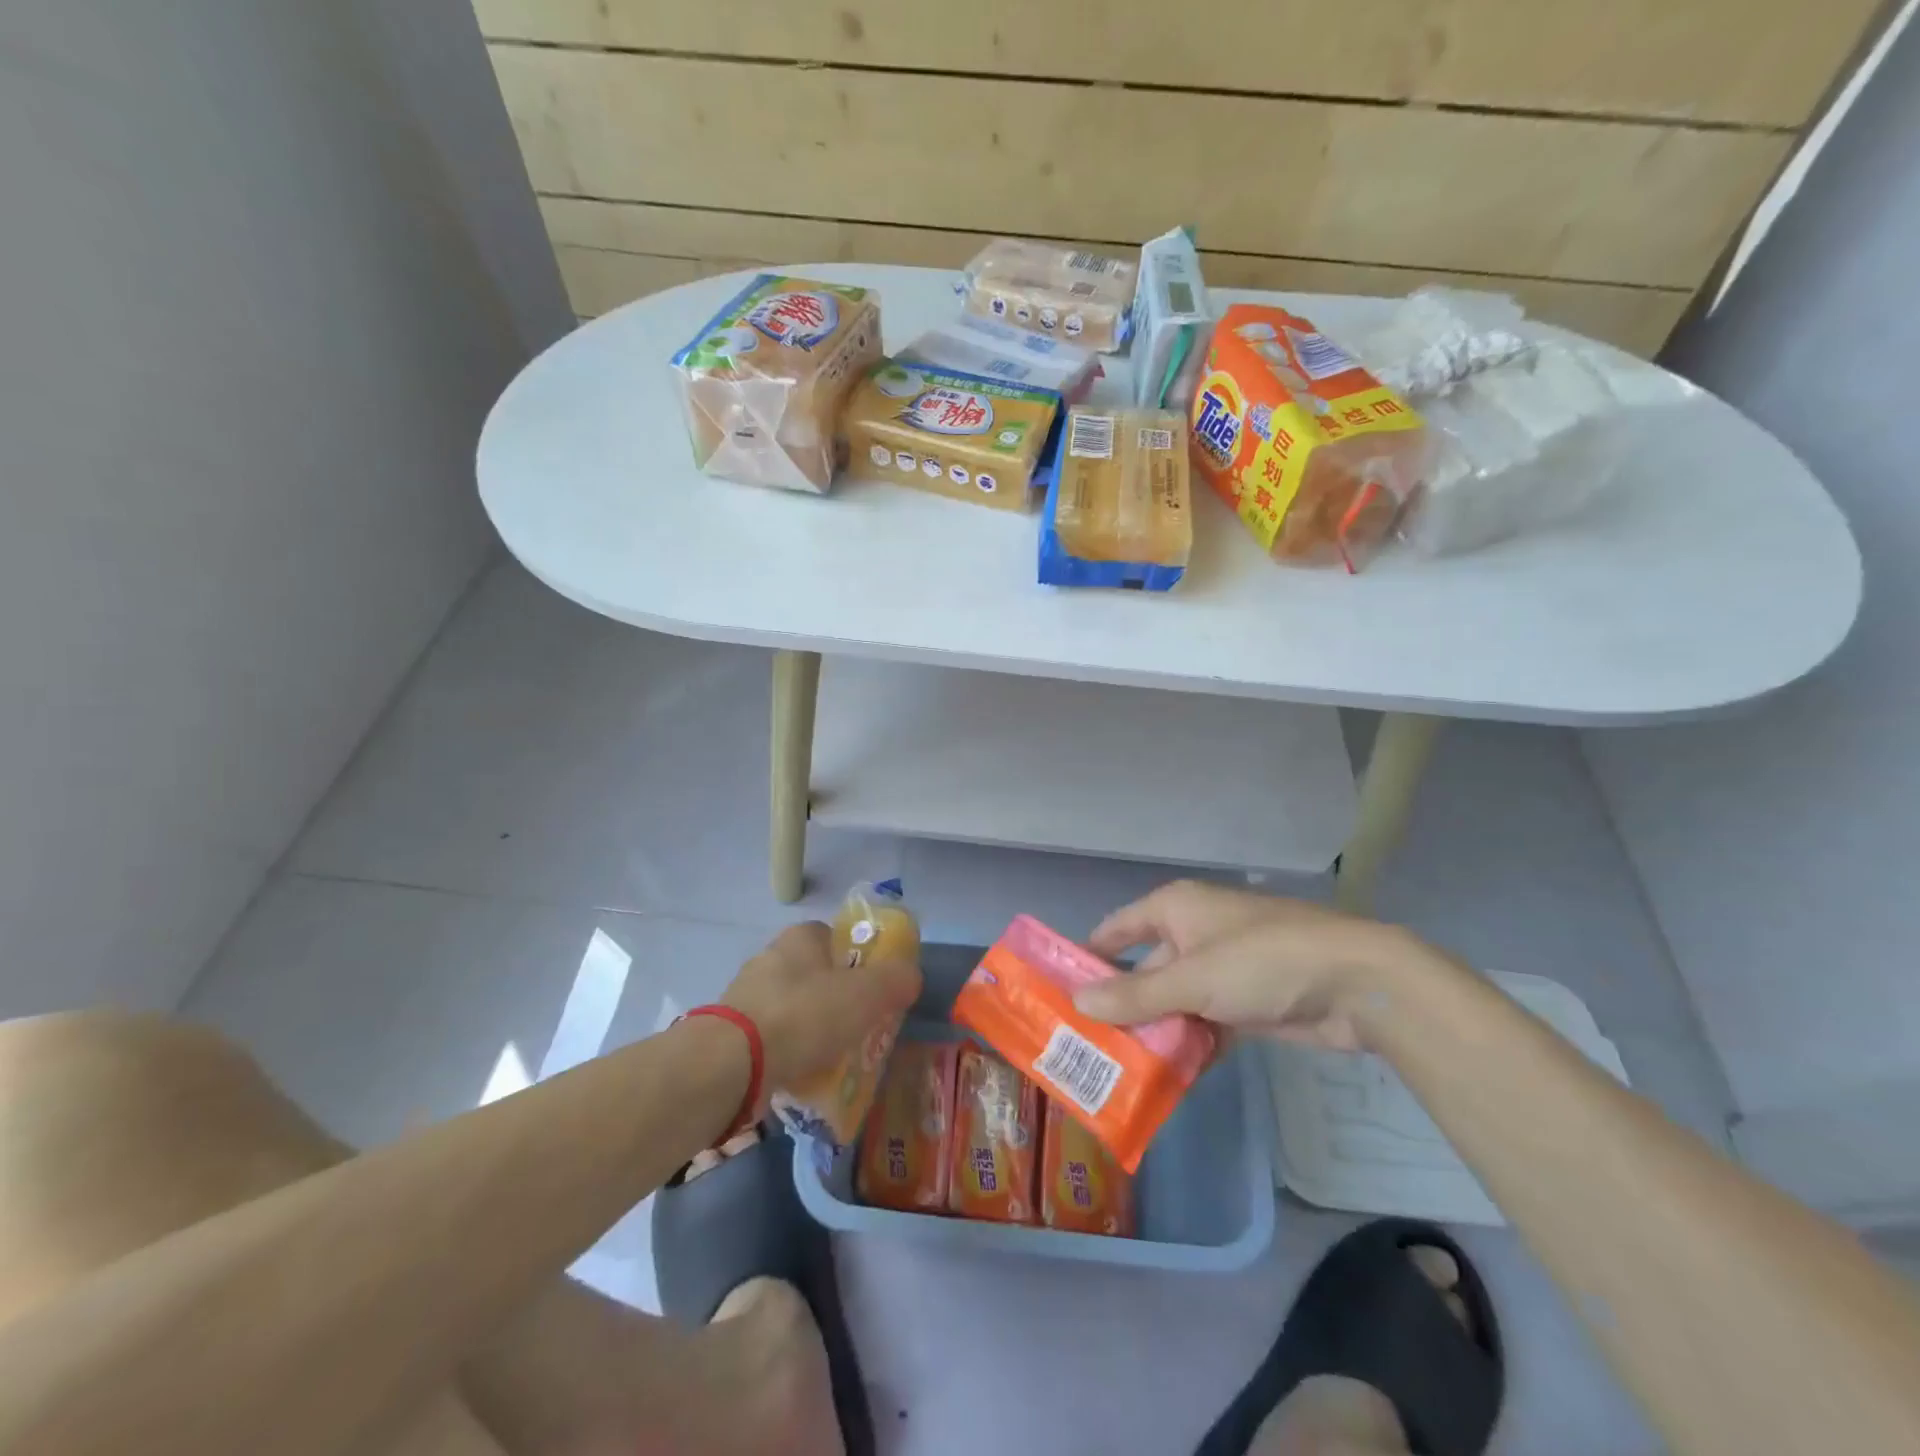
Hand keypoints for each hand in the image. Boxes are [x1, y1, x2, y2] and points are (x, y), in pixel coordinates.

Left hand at [721, 923, 920, 1092]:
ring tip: (835, 1060)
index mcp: (801, 936)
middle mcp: (771, 957)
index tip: (876, 991)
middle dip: (839, 1000)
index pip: (837, 938)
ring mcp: (747, 995)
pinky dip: (790, 1053)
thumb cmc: (804, 1015)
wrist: (730, 1064)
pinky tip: (803, 1075)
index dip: (861, 961)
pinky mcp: (731, 1032)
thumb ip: (896, 980)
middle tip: (861, 1029)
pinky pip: (773, 1039)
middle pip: (817, 975)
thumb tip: (911, 976)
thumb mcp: (866, 994)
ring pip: (795, 1008)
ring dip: (814, 1030)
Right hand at [1074, 881, 1418, 1051]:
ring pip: (1174, 1001)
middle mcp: (1194, 933)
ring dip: (1155, 1032)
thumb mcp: (1192, 979)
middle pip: (1144, 970)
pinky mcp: (1247, 1002)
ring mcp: (1222, 968)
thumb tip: (1078, 1002)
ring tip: (1118, 1071)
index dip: (1088, 957)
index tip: (1059, 993)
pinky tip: (1168, 1079)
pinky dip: (1190, 1046)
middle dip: (1121, 1007)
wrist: (1357, 983)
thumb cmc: (1262, 961)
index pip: (1116, 930)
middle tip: (1085, 1046)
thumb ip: (1135, 995)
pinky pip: (1204, 1023)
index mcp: (1175, 909)